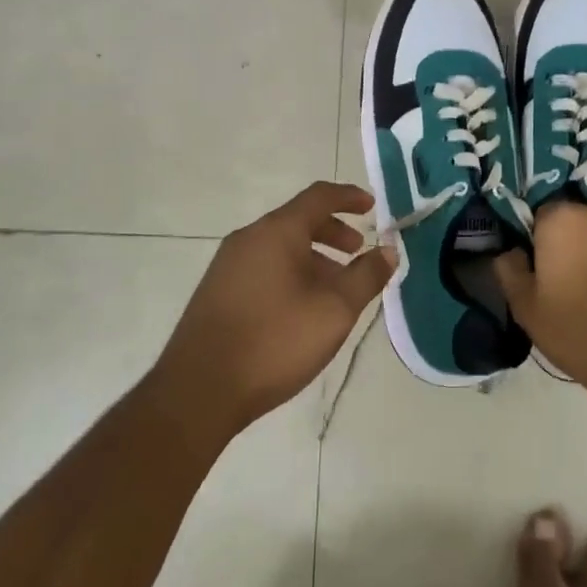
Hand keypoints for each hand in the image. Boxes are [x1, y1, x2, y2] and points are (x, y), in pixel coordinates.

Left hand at [155, 181, 396, 435]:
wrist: (199, 390)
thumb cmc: (275, 341)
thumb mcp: (334, 310)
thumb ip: (365, 276)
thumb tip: (388, 250)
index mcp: (276, 232)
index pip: (318, 197)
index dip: (349, 197)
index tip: (372, 206)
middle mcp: (248, 238)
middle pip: (298, 221)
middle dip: (333, 232)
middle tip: (358, 252)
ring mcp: (228, 265)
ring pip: (280, 247)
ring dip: (313, 257)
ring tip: (335, 288)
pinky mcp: (217, 292)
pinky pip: (263, 267)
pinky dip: (291, 272)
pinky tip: (301, 308)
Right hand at [493, 203, 586, 393]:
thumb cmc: (581, 335)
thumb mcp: (527, 310)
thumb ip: (510, 270)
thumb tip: (511, 251)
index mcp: (561, 220)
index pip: (543, 216)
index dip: (543, 242)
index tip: (547, 269)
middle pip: (582, 218)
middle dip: (579, 241)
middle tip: (580, 279)